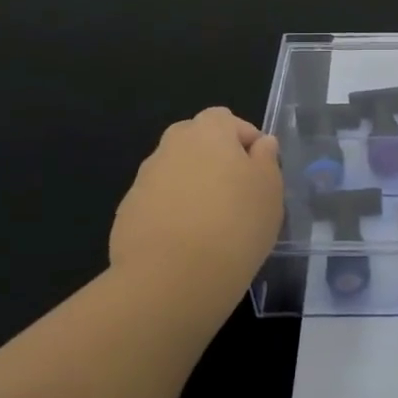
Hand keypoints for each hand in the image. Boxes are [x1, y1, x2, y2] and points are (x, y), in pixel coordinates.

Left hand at [109, 107, 283, 322]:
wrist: (173, 279)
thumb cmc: (236, 224)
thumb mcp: (270, 190)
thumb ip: (266, 159)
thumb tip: (260, 144)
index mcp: (208, 132)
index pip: (226, 119)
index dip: (245, 139)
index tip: (259, 170)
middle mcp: (171, 146)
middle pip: (195, 140)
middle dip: (213, 158)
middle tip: (234, 192)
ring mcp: (144, 179)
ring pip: (174, 172)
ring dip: (191, 186)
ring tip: (210, 223)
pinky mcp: (127, 212)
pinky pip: (157, 202)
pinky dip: (171, 213)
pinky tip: (186, 243)